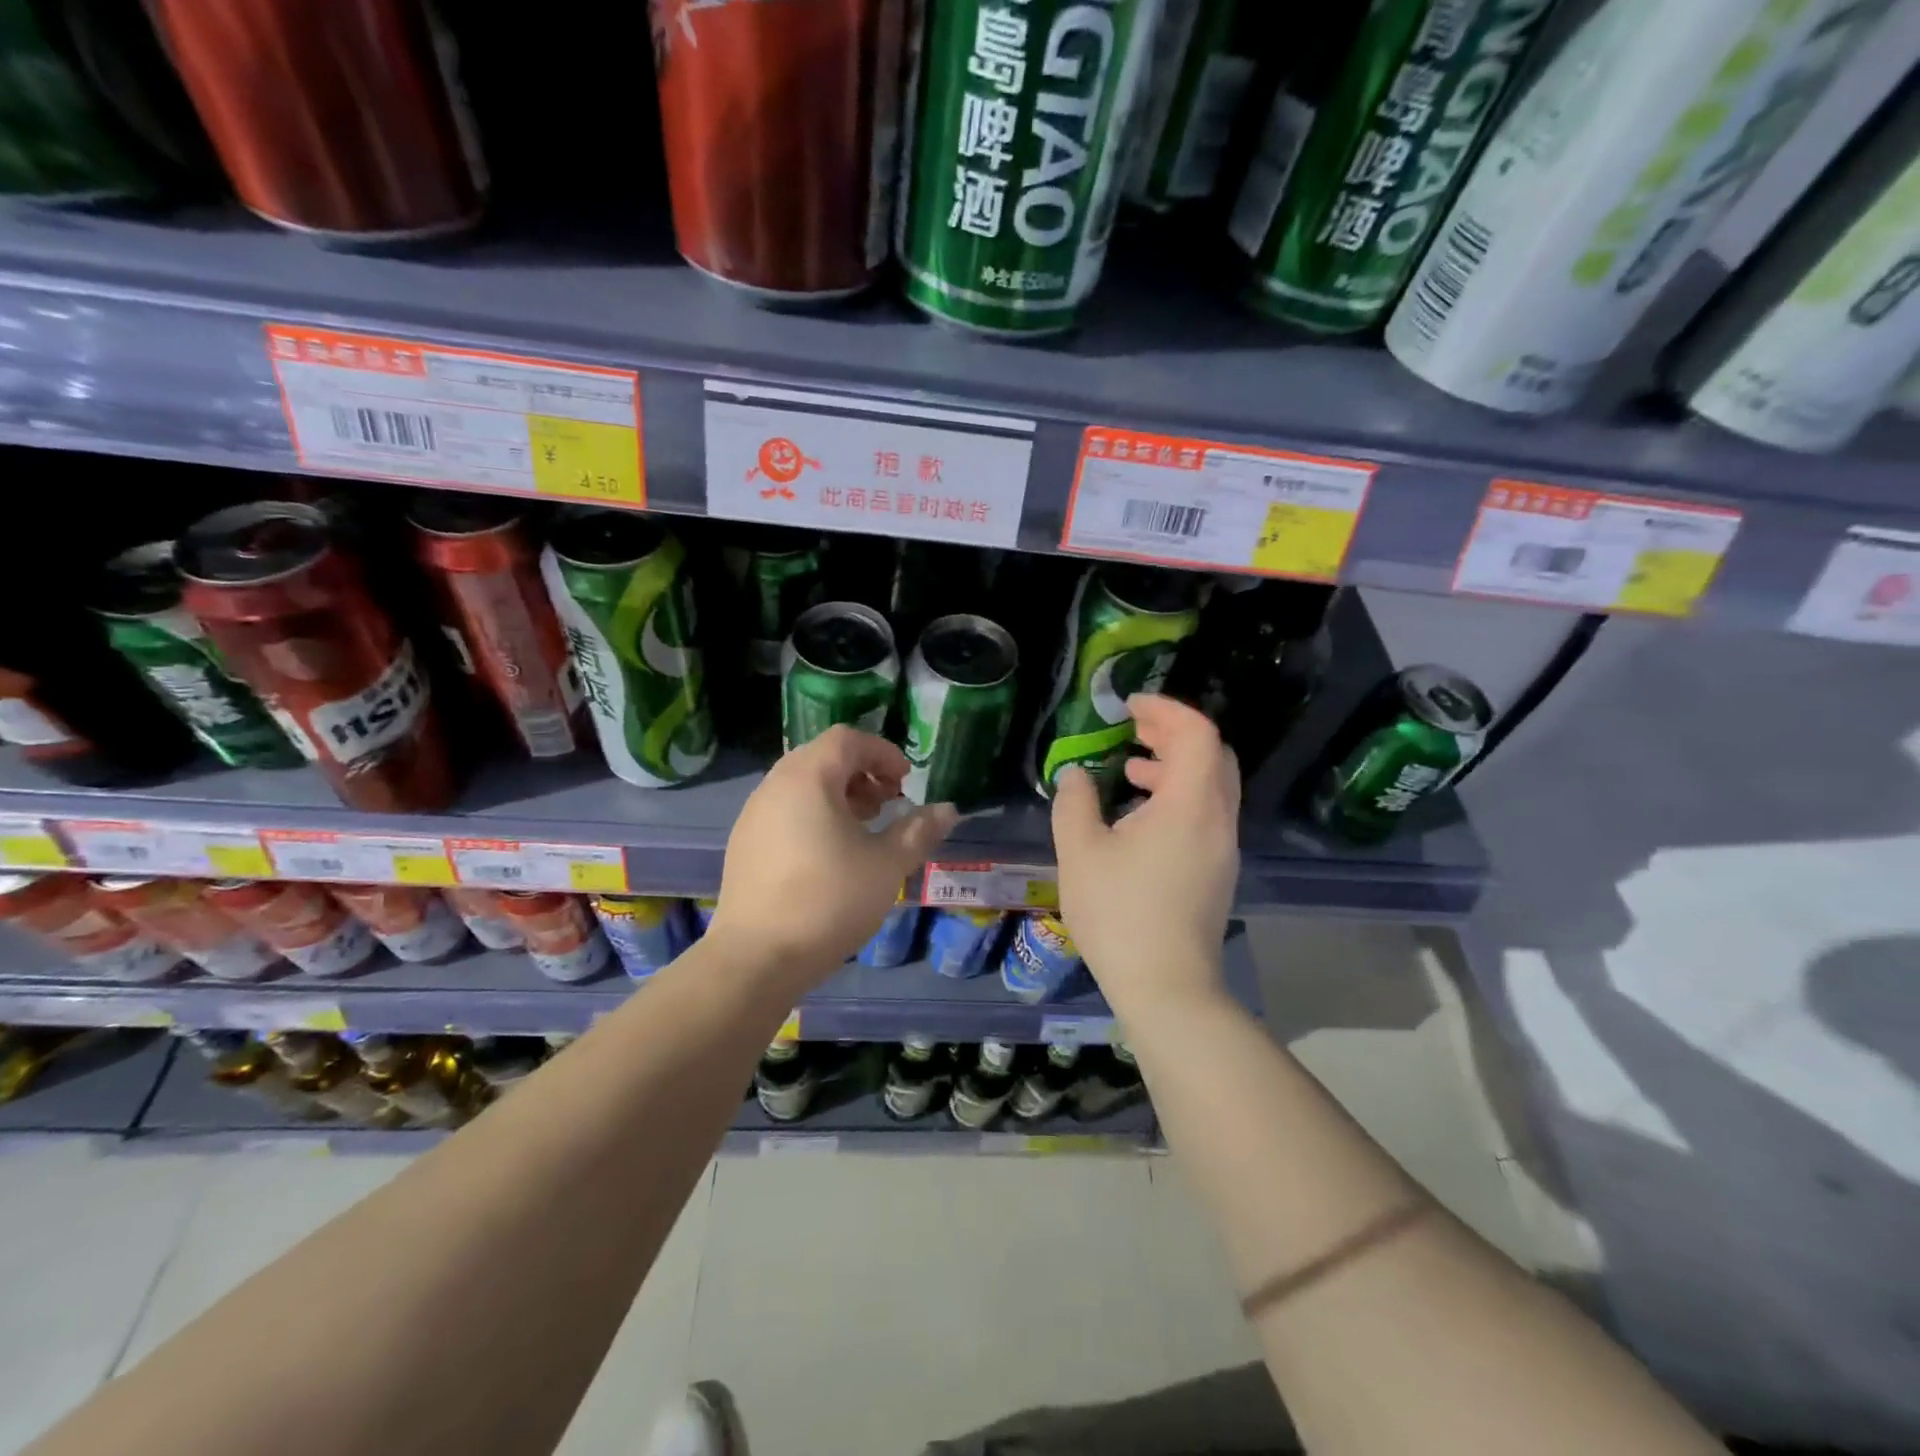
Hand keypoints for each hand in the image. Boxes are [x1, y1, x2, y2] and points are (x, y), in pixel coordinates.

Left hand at [708, 726, 956, 984]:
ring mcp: (753, 814)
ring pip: (802, 784)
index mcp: (808, 778)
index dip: (883, 752)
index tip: (906, 782)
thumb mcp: (886, 865)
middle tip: (888, 804)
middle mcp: (775, 785)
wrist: (756, 958)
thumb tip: (948, 810)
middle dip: (862, 773)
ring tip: (863, 829)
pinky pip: (785, 809)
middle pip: (823, 757)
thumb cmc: (829, 901)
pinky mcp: (744, 843)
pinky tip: (830, 854)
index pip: (847, 739)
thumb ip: (919, 831)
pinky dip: (814, 813)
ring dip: (838, 794)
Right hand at [1050, 695, 1238, 1014]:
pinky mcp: (1217, 870)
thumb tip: (1075, 775)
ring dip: (1175, 765)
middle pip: (1212, 754)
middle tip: (1133, 728)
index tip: (1129, 706)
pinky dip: (1178, 796)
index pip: (1197, 733)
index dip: (1166, 709)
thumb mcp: (1080, 852)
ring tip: (1130, 769)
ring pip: (1211, 786)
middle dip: (1173, 732)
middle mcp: (1217, 819)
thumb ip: (1075, 803)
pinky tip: (1140, 815)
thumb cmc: (1120, 914)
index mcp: (1190, 805)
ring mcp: (1223, 847)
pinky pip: (1206, 813)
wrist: (1168, 987)